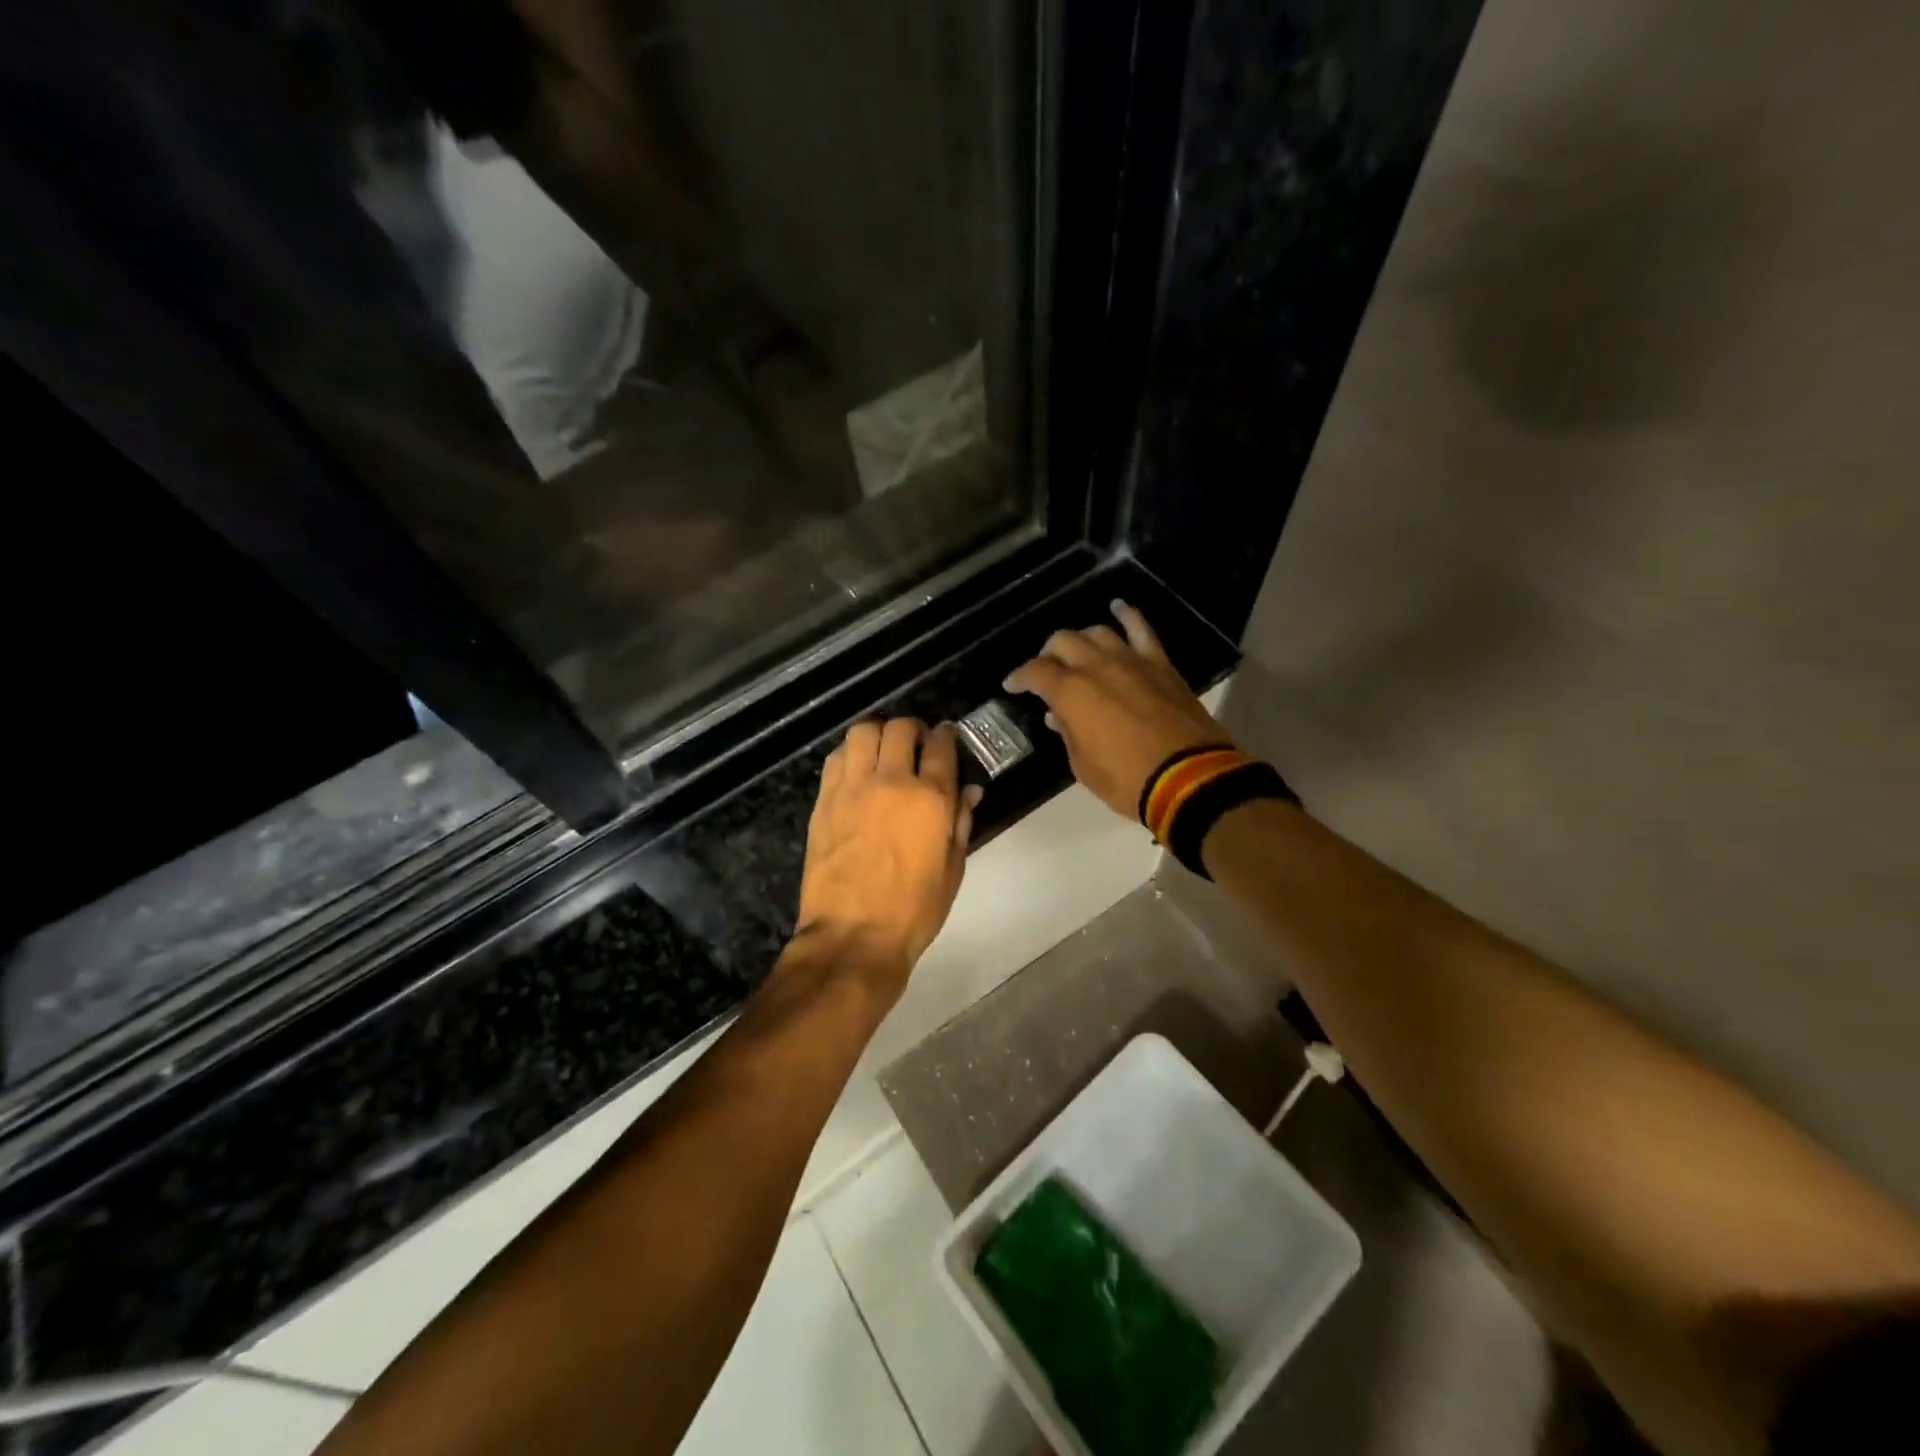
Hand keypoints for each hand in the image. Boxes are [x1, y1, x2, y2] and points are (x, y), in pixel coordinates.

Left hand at [794, 719, 981, 995]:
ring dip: (878, 734)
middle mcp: (890, 781)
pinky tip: (856, 770)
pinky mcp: (824, 801)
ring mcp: (852, 788)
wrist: (853, 935)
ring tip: (883, 751)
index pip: (941, 746)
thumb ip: (960, 823)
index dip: (947, 736)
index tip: (947, 737)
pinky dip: (850, 754)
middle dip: (913, 729)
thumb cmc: (913, 910)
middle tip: (916, 744)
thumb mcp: (951, 870)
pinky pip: (836, 758)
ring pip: (862, 732)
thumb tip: (969, 792)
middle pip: (900, 729)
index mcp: (930, 799)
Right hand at [1003, 600, 1232, 821]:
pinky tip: (1118, 608)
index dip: (1019, 677)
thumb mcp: (1082, 765)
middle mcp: (1097, 667)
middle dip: (1048, 654)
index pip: (1035, 672)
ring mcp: (1131, 661)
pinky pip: (1142, 629)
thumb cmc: (1126, 780)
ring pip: (1097, 633)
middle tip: (1046, 671)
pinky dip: (1128, 615)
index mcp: (1071, 693)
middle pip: (1063, 642)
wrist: (1188, 779)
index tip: (1012, 686)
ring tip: (1078, 652)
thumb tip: (1058, 715)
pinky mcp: (1160, 664)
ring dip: (1081, 640)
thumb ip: (1067, 733)